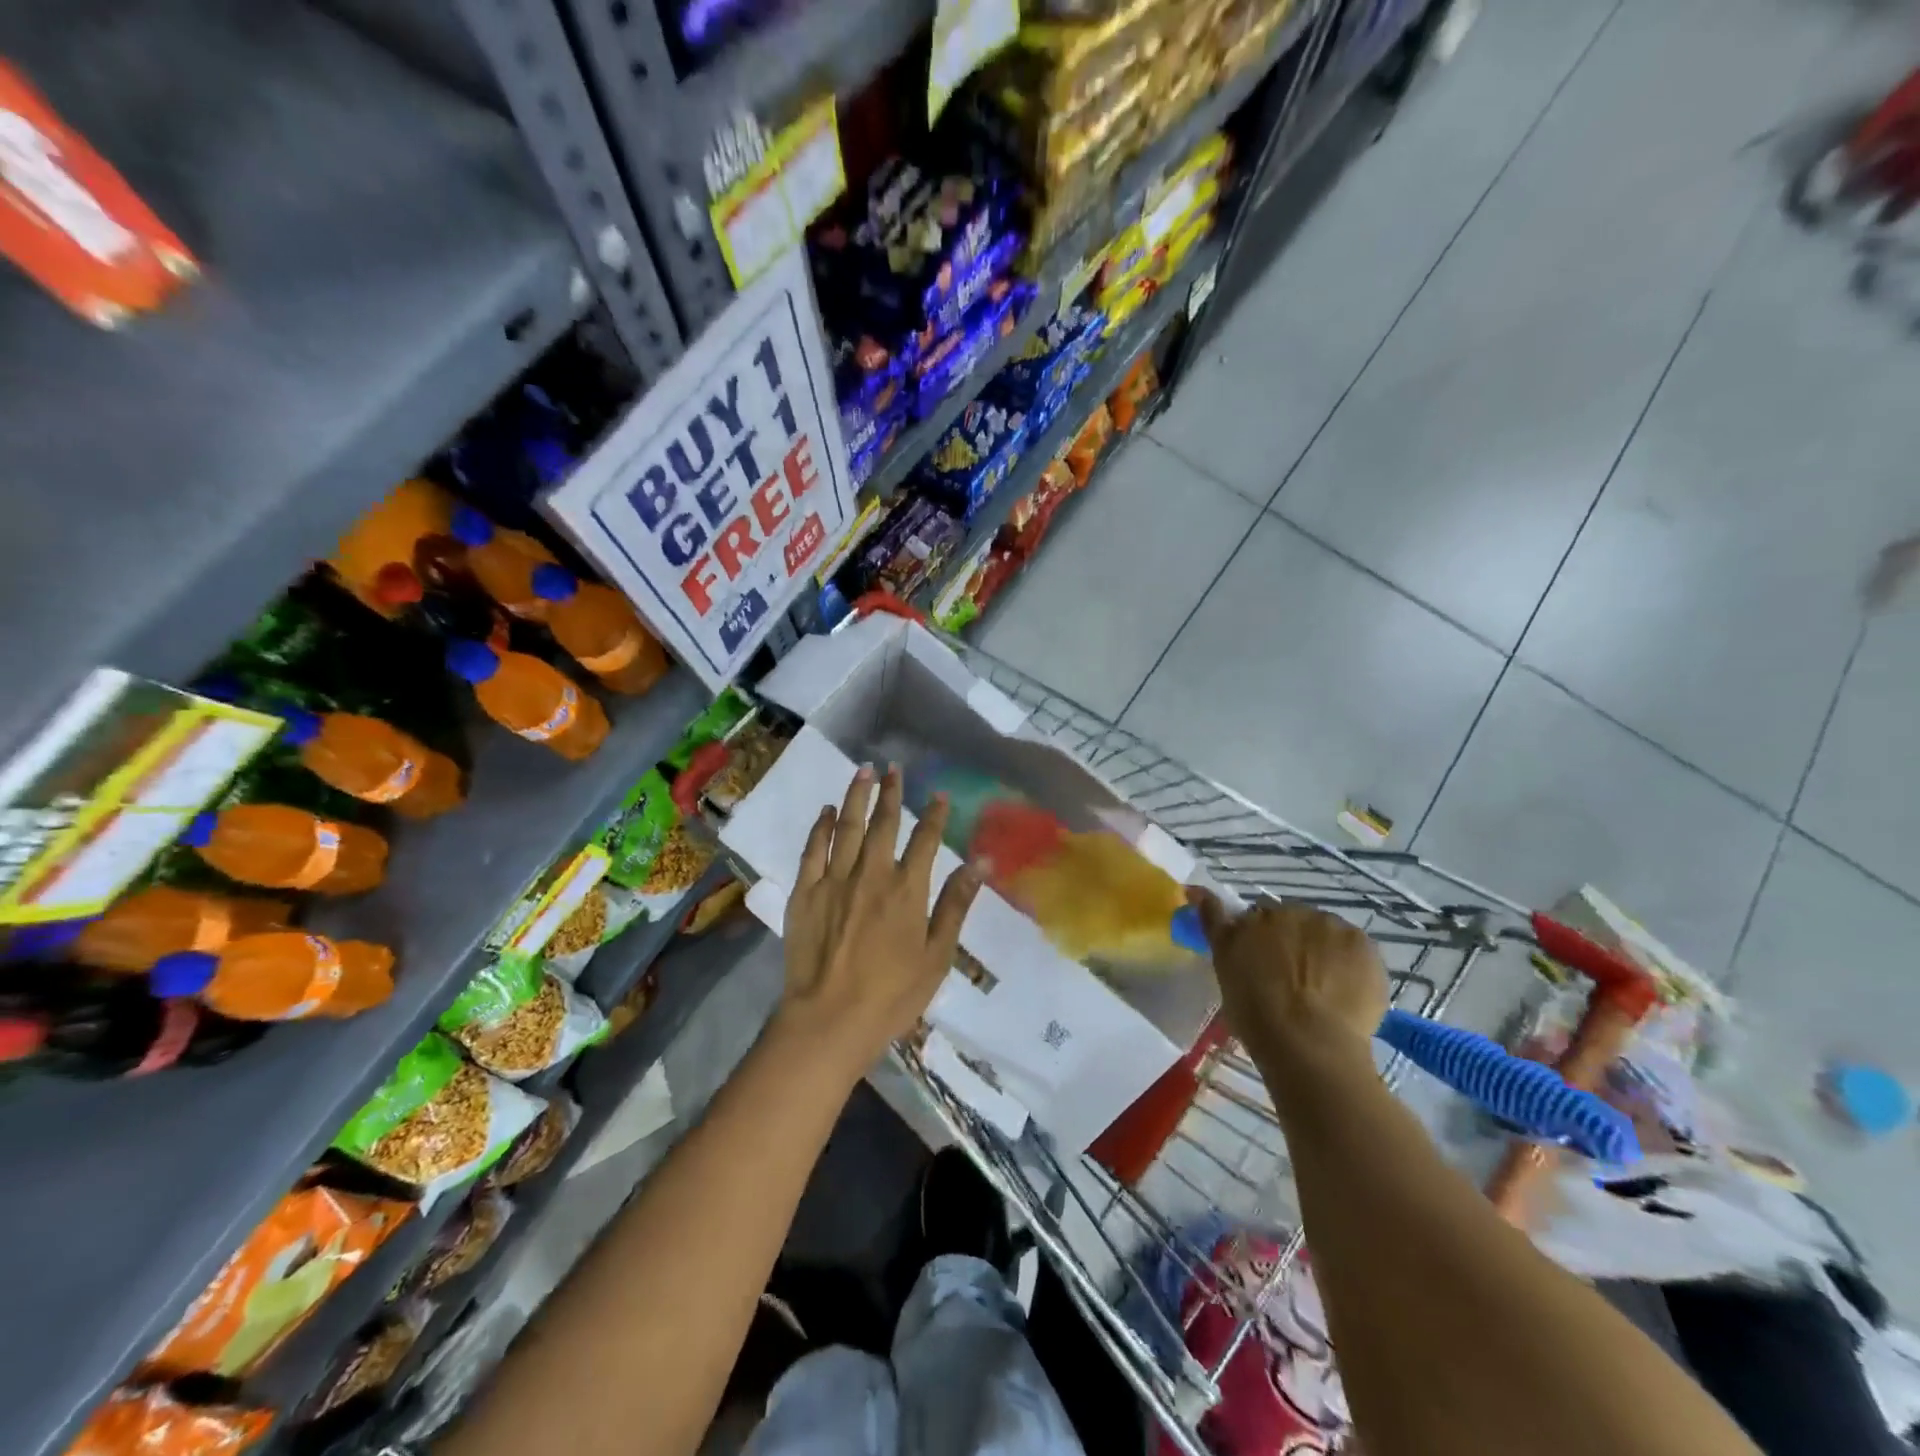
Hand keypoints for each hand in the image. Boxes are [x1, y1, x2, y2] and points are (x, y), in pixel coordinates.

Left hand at [776, 765, 982, 1081]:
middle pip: (883, 823)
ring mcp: (834, 880)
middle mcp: (871, 874)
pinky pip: (813, 850)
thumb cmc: (892, 996)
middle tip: (893, 768)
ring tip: (863, 771)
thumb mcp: (937, 956)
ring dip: (856, 796)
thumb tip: (981, 862)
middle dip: (891, 792)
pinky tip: (828, 811)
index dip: (934, 815)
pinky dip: (822, 827)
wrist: (828, 1021)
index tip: (939, 794)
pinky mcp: (804, 893)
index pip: (925, 840)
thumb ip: (956, 905)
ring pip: (847, 827)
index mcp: (907, 890)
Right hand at [1187, 890, 1388, 1074]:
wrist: (1309, 1043)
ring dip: (1322, 951)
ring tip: (1323, 992)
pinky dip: (1352, 965)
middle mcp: (1291, 912)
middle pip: (1292, 921)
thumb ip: (1214, 924)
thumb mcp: (1224, 967)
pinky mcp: (1363, 945)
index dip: (1259, 939)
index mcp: (1253, 917)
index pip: (1255, 916)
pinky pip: (1355, 949)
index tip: (1261, 964)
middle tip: (1291, 982)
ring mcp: (1330, 926)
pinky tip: (1346, 994)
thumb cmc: (1256, 1013)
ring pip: (1325, 933)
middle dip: (1292, 942)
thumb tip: (1195, 889)